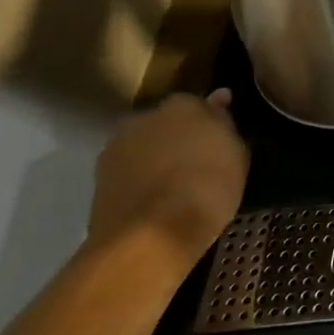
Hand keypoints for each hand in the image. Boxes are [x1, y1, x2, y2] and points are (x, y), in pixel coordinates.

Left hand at [88, 90, 250, 267]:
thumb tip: (219, 98)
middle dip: (177, 139)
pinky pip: (128, 176)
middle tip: (196, 166)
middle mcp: (144, 117)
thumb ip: (225, 124)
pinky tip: (154, 205)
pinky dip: (139, 184)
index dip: (209, 125)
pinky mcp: (97, 182)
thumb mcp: (236, 155)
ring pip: (143, 149)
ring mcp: (116, 149)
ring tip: (174, 190)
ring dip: (155, 161)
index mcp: (182, 104)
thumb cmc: (207, 187)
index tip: (218, 145)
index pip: (199, 105)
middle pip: (166, 124)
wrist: (150, 236)